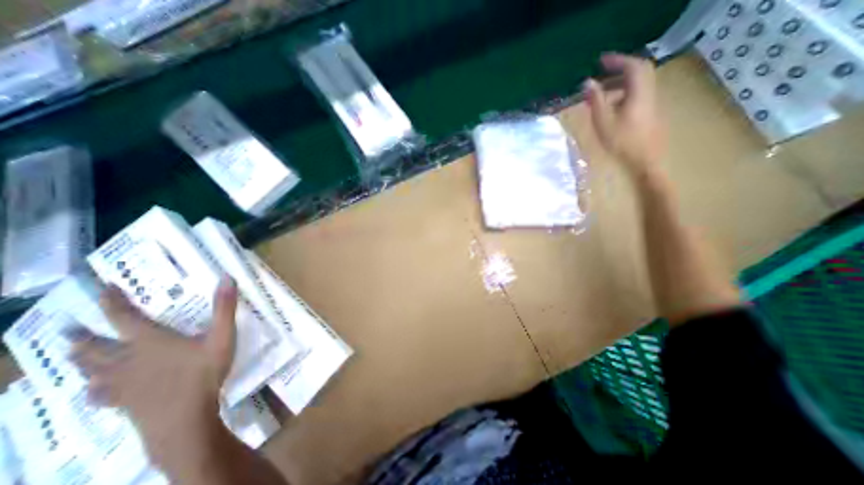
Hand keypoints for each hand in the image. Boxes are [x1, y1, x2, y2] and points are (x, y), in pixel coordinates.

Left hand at [69, 277, 236, 465]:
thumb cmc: (204, 373)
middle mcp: (127, 360)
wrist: (184, 418)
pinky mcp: (122, 402)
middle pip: (94, 347)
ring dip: (80, 360)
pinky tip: (94, 389)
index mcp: (150, 341)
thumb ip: (224, 308)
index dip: (111, 302)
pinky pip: (98, 394)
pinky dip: (92, 388)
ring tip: (74, 353)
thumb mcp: (222, 337)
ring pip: (89, 370)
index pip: (123, 317)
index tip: (104, 289)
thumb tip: (227, 277)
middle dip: (82, 336)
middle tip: (70, 328)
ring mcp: (121, 383)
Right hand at [587, 51, 666, 179]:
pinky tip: (610, 106)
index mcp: (638, 93)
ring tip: (601, 91)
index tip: (600, 61)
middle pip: (638, 71)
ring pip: (638, 83)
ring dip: (620, 82)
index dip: (617, 60)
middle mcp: (648, 93)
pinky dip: (623, 92)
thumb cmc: (622, 143)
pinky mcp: (649, 112)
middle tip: (601, 71)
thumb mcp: (603, 122)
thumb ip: (595, 101)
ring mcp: (651, 103)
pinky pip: (637, 93)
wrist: (645, 161)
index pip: (632, 66)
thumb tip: (587, 83)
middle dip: (619, 68)